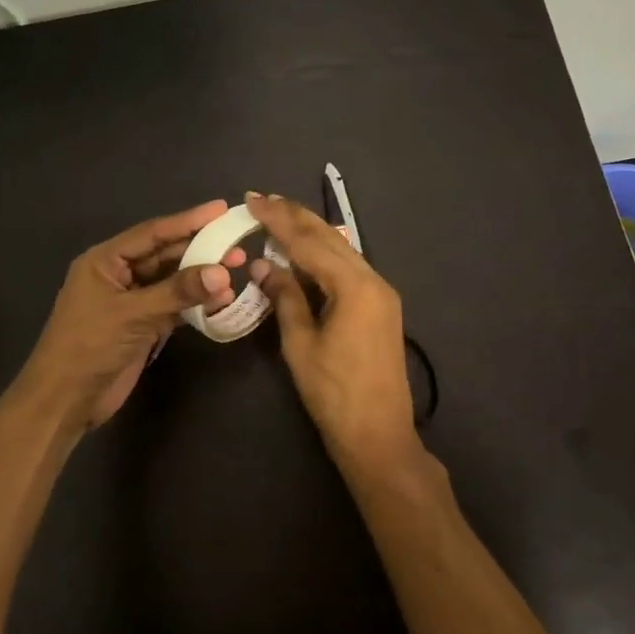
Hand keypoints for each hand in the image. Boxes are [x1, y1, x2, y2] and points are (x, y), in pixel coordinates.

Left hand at [17, 201, 245, 429]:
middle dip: (200, 250)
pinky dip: (195, 303)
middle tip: (237, 245)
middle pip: (165, 255)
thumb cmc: (89, 346)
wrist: (65, 399)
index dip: (187, 220)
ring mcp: (131, 302)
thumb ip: (178, 292)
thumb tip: (222, 273)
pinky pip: (173, 306)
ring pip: (172, 281)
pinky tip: (221, 301)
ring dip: (201, 278)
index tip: (221, 209)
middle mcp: (119, 275)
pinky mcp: (142, 326)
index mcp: (105, 260)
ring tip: (237, 270)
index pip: (152, 233)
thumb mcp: (133, 314)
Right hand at [246, 192, 418, 473]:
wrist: (378, 434)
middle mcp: (373, 280)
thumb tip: (264, 266)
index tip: (253, 200)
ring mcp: (381, 293)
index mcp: (354, 286)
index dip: (279, 220)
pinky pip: (348, 268)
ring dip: (311, 232)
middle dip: (296, 217)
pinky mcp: (380, 307)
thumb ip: (285, 298)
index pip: (309, 243)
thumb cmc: (333, 393)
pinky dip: (324, 255)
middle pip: (330, 238)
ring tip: (281, 216)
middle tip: (264, 199)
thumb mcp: (300, 344)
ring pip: (342, 250)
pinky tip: (306, 250)